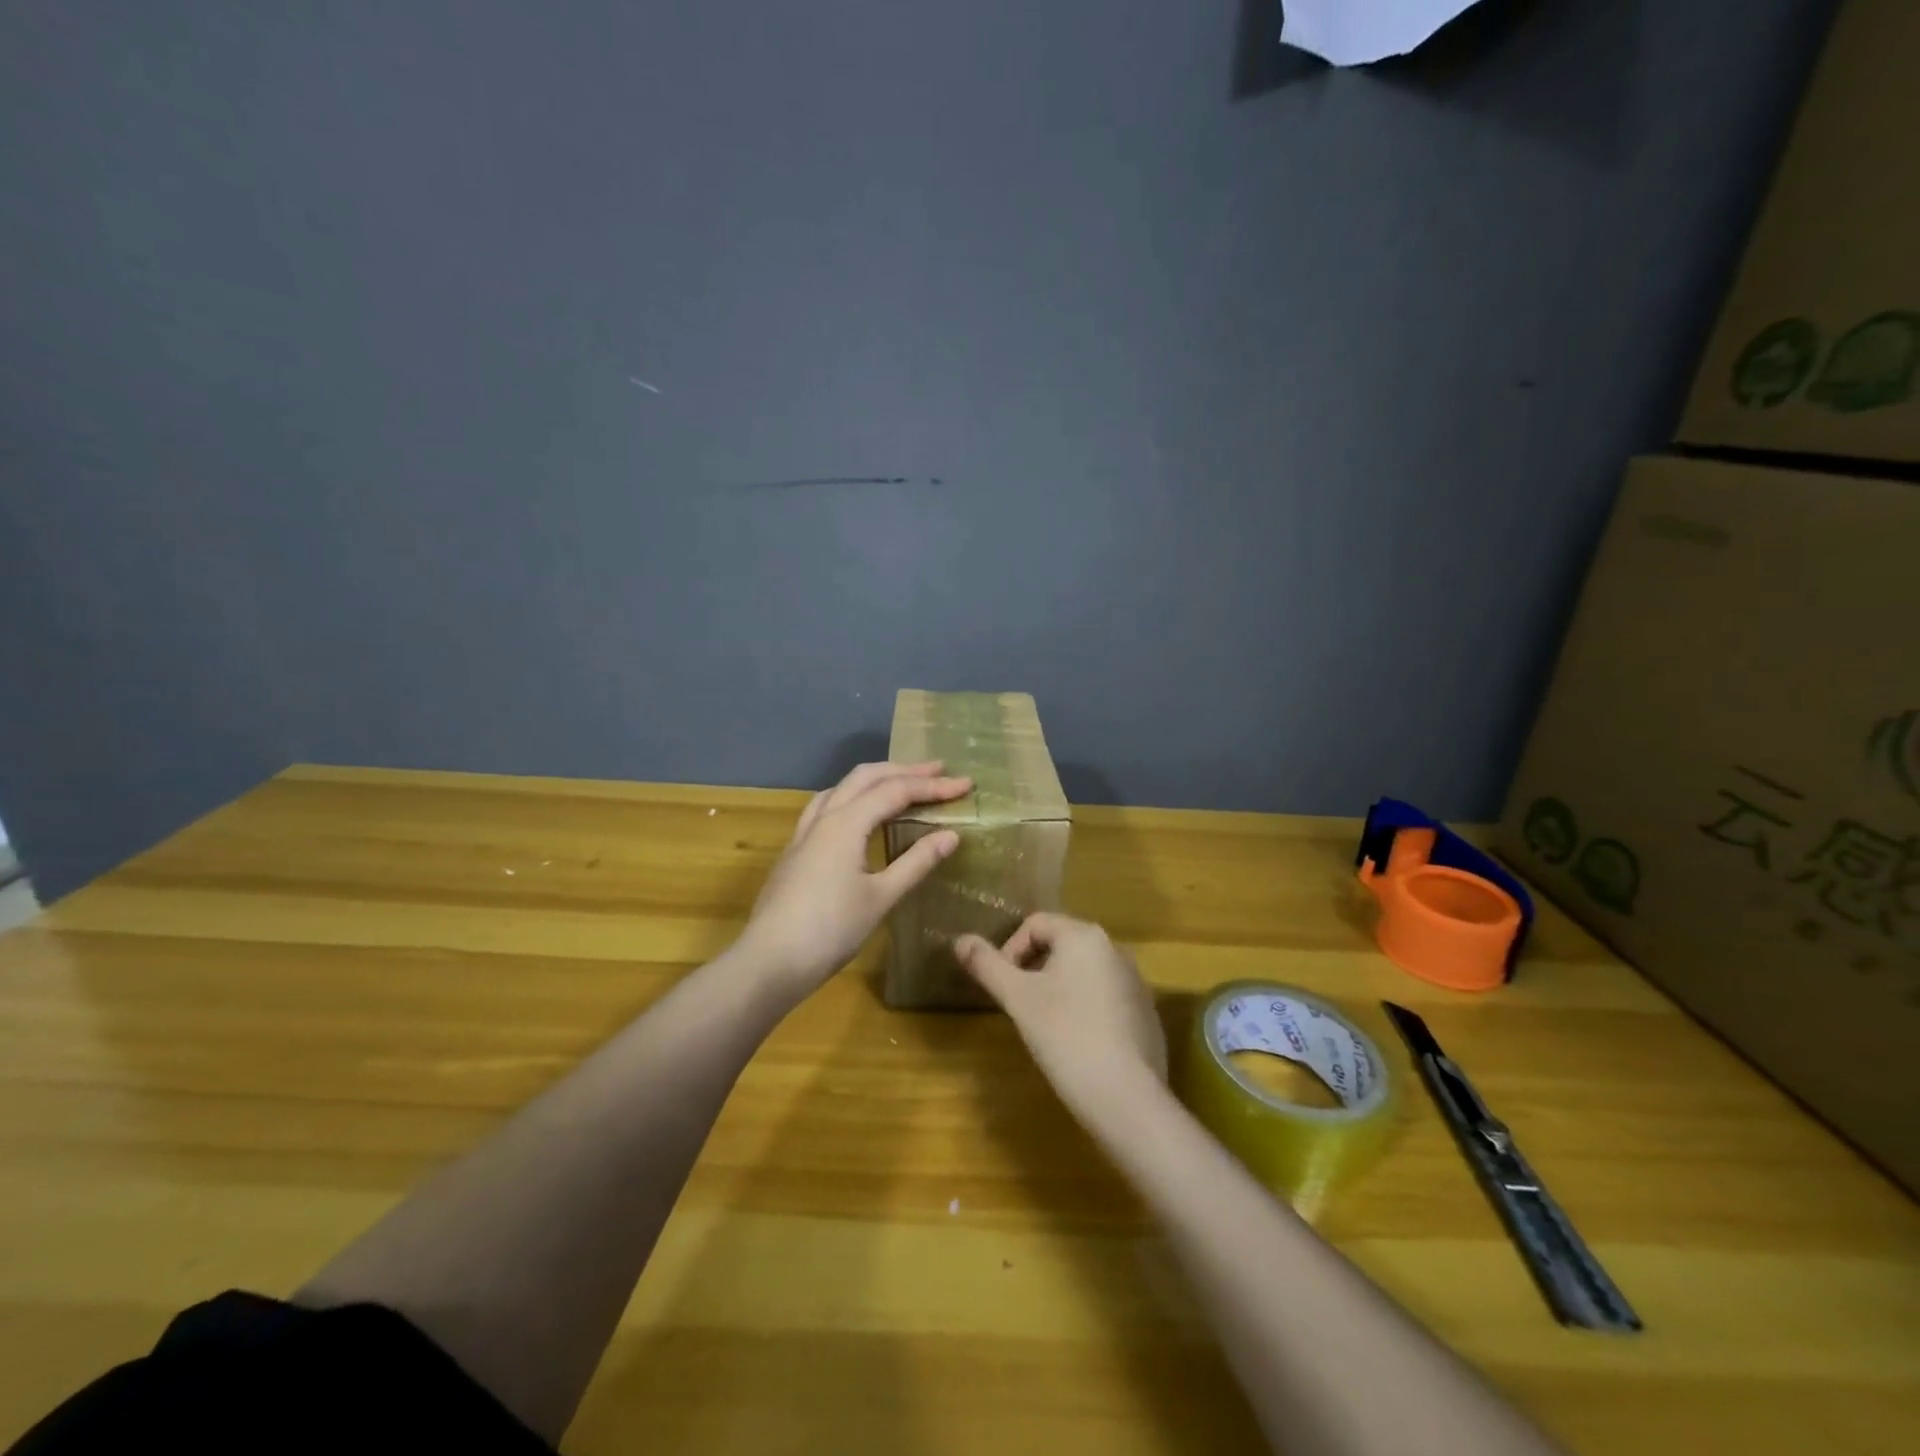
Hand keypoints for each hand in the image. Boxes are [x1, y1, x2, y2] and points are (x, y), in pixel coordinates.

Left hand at [738, 761, 970, 997]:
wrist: (770, 961)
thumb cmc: (831, 930)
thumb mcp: (881, 897)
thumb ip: (916, 862)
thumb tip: (951, 835)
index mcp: (846, 823)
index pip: (896, 791)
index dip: (933, 786)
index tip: (966, 784)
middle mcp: (823, 817)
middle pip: (866, 776)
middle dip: (904, 770)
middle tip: (938, 770)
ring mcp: (804, 832)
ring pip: (842, 787)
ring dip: (875, 778)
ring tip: (901, 782)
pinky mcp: (795, 849)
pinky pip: (827, 805)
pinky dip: (852, 796)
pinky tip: (858, 812)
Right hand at [955, 913, 1166, 1111]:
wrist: (1126, 1097)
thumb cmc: (1065, 1036)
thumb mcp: (1018, 999)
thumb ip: (987, 965)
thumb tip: (960, 940)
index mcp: (1085, 936)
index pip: (1036, 924)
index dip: (1010, 950)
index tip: (1002, 987)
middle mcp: (1115, 949)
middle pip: (1061, 945)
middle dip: (1034, 969)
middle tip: (1020, 1005)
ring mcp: (1135, 981)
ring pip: (1083, 971)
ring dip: (1058, 988)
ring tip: (1045, 1025)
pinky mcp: (1146, 1013)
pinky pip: (1105, 996)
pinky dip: (1084, 1008)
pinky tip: (1077, 1042)